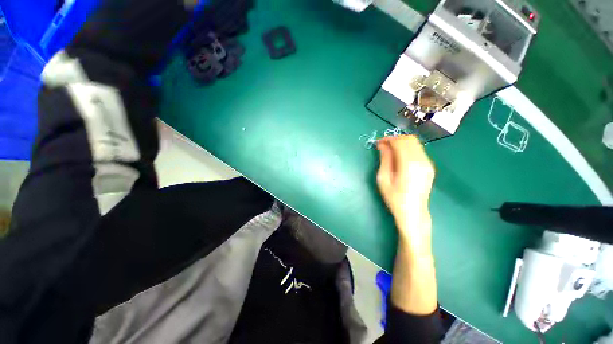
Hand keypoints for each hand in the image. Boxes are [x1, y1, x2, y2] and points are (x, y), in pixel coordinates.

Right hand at [376, 135, 434, 252]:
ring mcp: (428, 163)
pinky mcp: (429, 167)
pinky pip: (419, 151)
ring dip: (402, 143)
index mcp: (409, 164)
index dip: (388, 139)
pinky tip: (400, 157)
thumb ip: (385, 159)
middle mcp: (422, 161)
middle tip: (383, 146)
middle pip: (409, 139)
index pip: (400, 142)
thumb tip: (382, 145)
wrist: (413, 212)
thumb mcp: (384, 179)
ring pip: (415, 143)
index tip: (378, 142)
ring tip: (390, 150)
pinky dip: (408, 149)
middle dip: (395, 139)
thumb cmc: (394, 198)